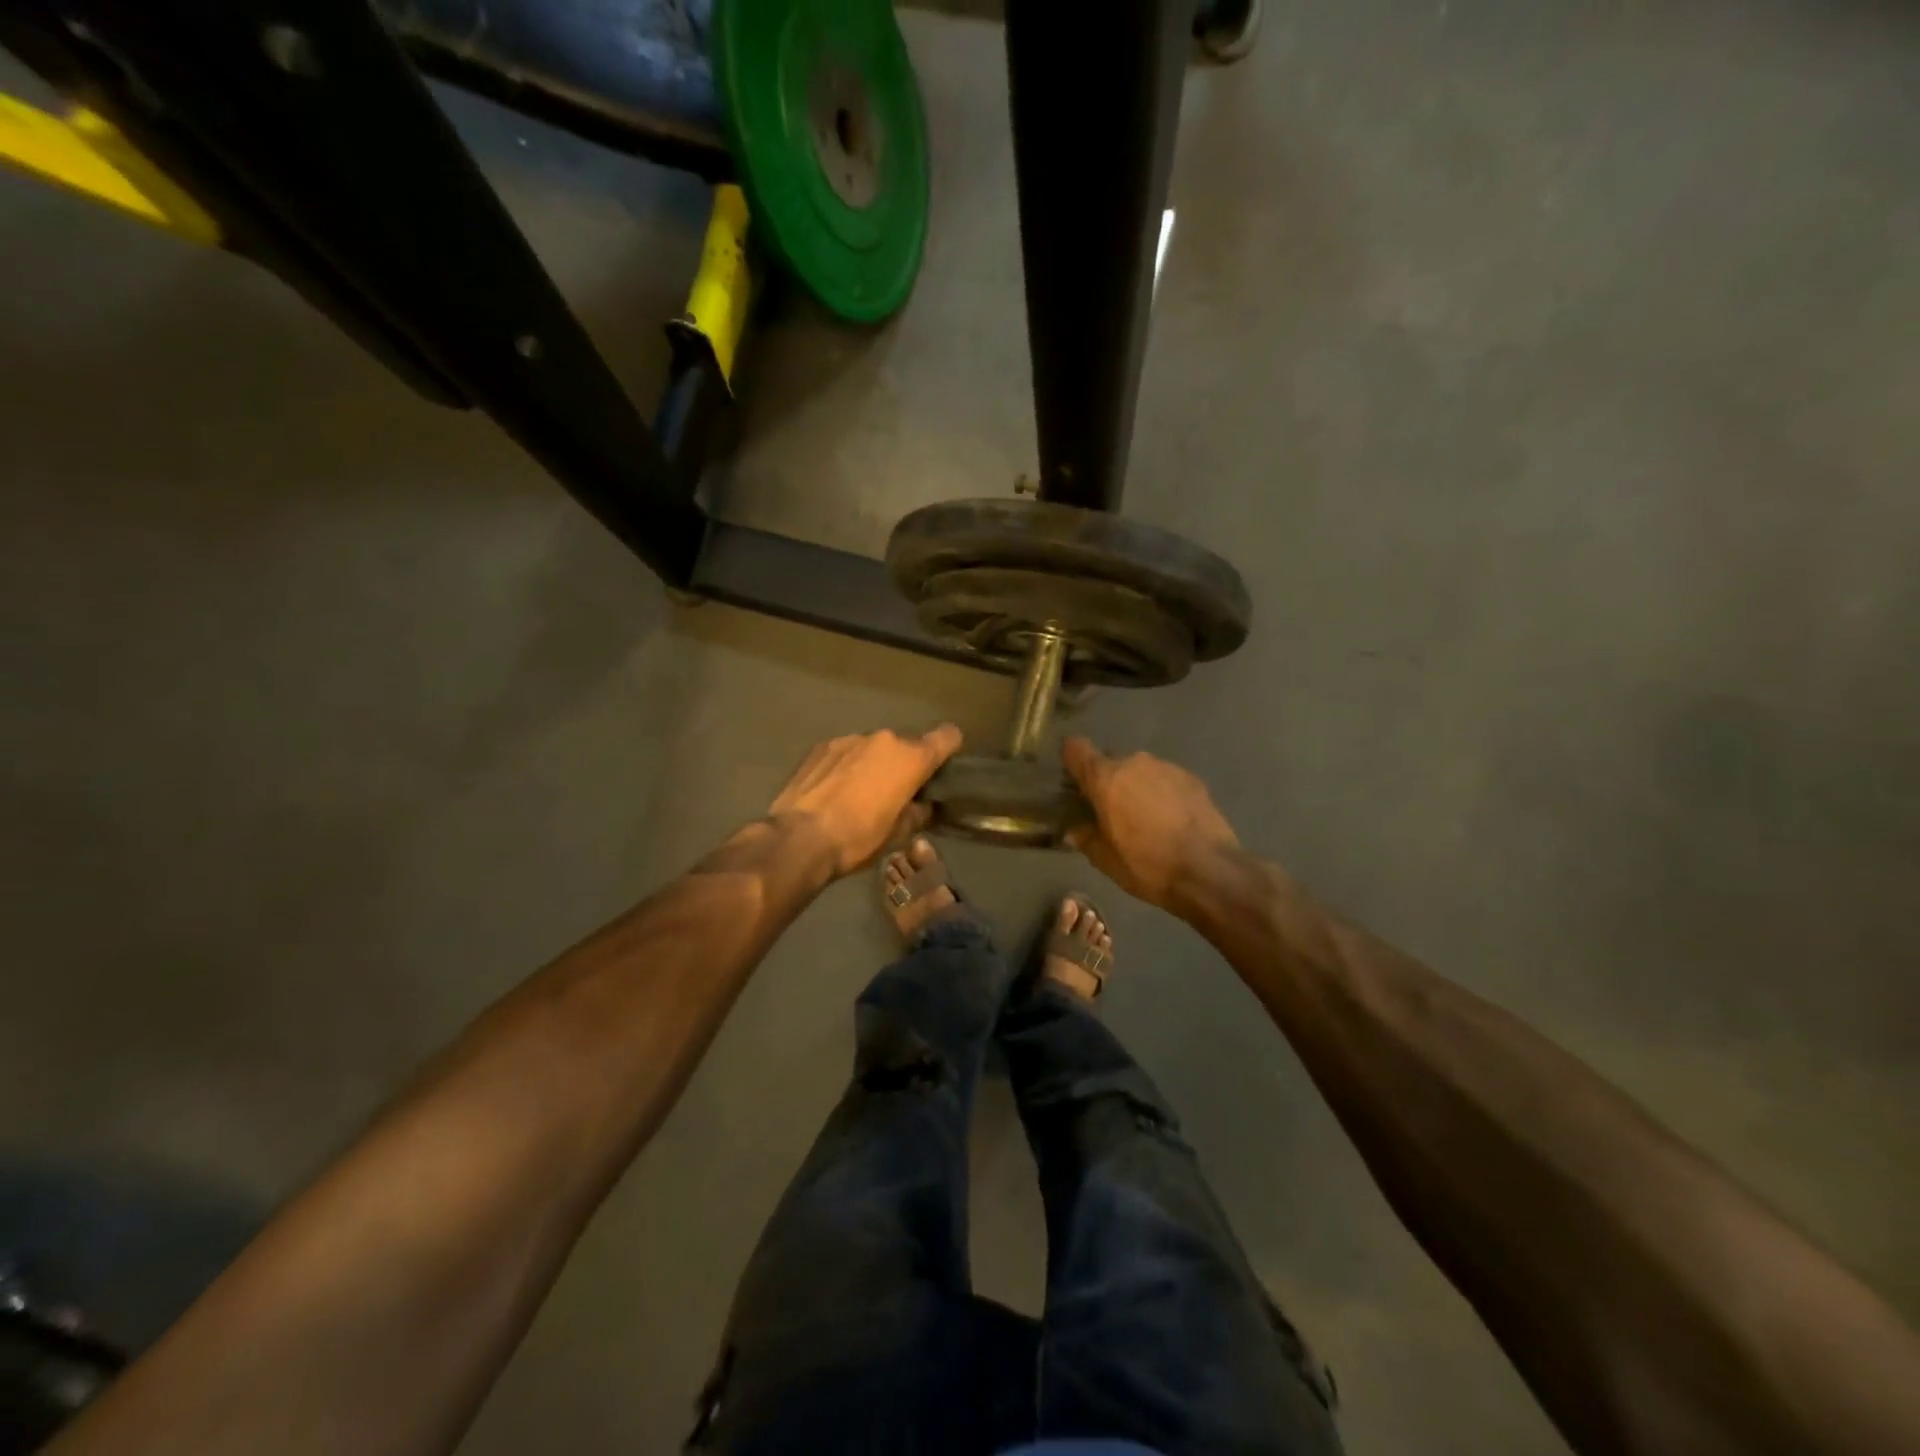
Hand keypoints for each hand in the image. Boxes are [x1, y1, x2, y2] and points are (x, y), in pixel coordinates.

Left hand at [769, 725, 963, 877]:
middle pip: (907, 744)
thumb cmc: (858, 838)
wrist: (799, 838)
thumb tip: (924, 805)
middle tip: (897, 792)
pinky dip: (847, 765)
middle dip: (906, 763)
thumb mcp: (899, 834)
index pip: (947, 736)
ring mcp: (850, 738)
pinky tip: (834, 790)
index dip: (950, 748)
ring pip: (874, 747)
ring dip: (874, 763)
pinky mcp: (822, 746)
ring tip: (860, 793)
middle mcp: (884, 739)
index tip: (943, 767)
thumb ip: (919, 812)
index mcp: (911, 757)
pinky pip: (846, 752)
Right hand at [1062, 736, 1242, 911]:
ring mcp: (1166, 767)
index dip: (1070, 761)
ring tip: (1144, 818)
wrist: (1209, 870)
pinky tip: (1169, 820)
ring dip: (1135, 787)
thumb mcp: (1105, 860)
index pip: (1076, 748)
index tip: (1072, 781)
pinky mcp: (1191, 778)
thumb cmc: (1147, 865)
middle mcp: (1134, 762)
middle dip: (1106, 781)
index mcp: (1105, 778)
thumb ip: (1085, 838)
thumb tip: (1073, 830)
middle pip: (1109, 761)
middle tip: (1109, 811)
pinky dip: (1161, 793)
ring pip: (1139, 770)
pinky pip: (1164, 779)